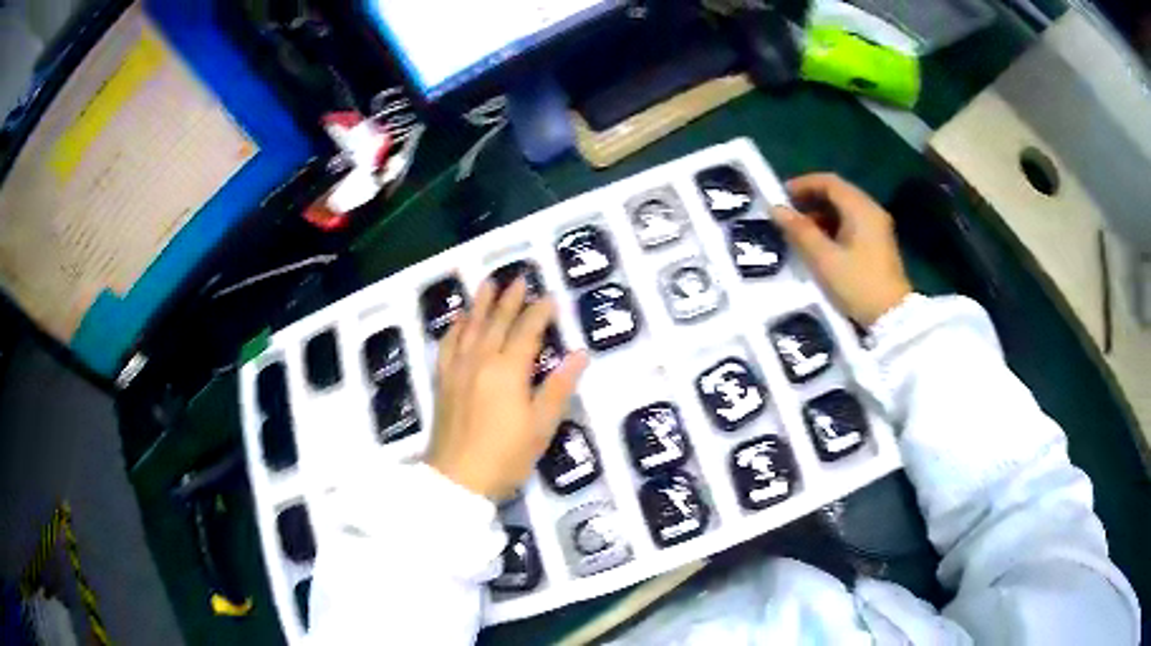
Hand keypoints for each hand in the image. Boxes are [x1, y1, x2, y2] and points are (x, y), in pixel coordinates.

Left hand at [426, 277, 588, 500]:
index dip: (540, 312)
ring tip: (489, 283)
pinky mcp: (443, 381)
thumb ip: (559, 387)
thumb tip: (580, 354)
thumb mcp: (541, 426)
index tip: (550, 297)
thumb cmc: (506, 456)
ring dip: (481, 303)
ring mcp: (458, 369)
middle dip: (511, 299)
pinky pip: (448, 345)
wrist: (457, 479)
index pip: (527, 331)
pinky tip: (460, 319)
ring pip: (471, 327)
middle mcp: (481, 360)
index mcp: (508, 370)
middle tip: (521, 278)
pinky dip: (456, 328)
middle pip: (498, 322)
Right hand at [773, 173, 912, 325]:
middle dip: (811, 199)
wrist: (893, 317)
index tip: (781, 196)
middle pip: (838, 193)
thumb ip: (800, 231)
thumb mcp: (824, 259)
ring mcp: (877, 228)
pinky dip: (833, 227)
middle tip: (788, 213)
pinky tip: (820, 244)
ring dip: (821, 215)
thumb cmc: (858, 284)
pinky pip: (852, 224)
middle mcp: (871, 211)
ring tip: (799, 231)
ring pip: (845, 210)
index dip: (803, 184)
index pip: (829, 182)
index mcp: (860, 208)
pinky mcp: (878, 244)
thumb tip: (776, 209)